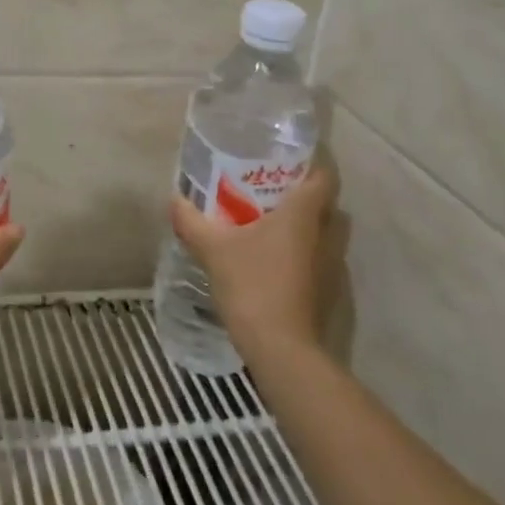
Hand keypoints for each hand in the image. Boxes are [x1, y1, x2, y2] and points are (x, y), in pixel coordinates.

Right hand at [168, 163, 346, 365]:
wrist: (281, 348)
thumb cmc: (252, 284)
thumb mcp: (212, 248)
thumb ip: (191, 221)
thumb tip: (174, 199)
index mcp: (304, 214)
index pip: (324, 175)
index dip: (310, 162)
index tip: (285, 157)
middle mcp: (325, 234)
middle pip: (324, 202)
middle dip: (300, 192)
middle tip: (267, 188)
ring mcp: (330, 265)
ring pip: (321, 231)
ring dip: (301, 224)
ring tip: (265, 220)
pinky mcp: (325, 289)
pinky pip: (316, 256)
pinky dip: (298, 251)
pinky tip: (269, 257)